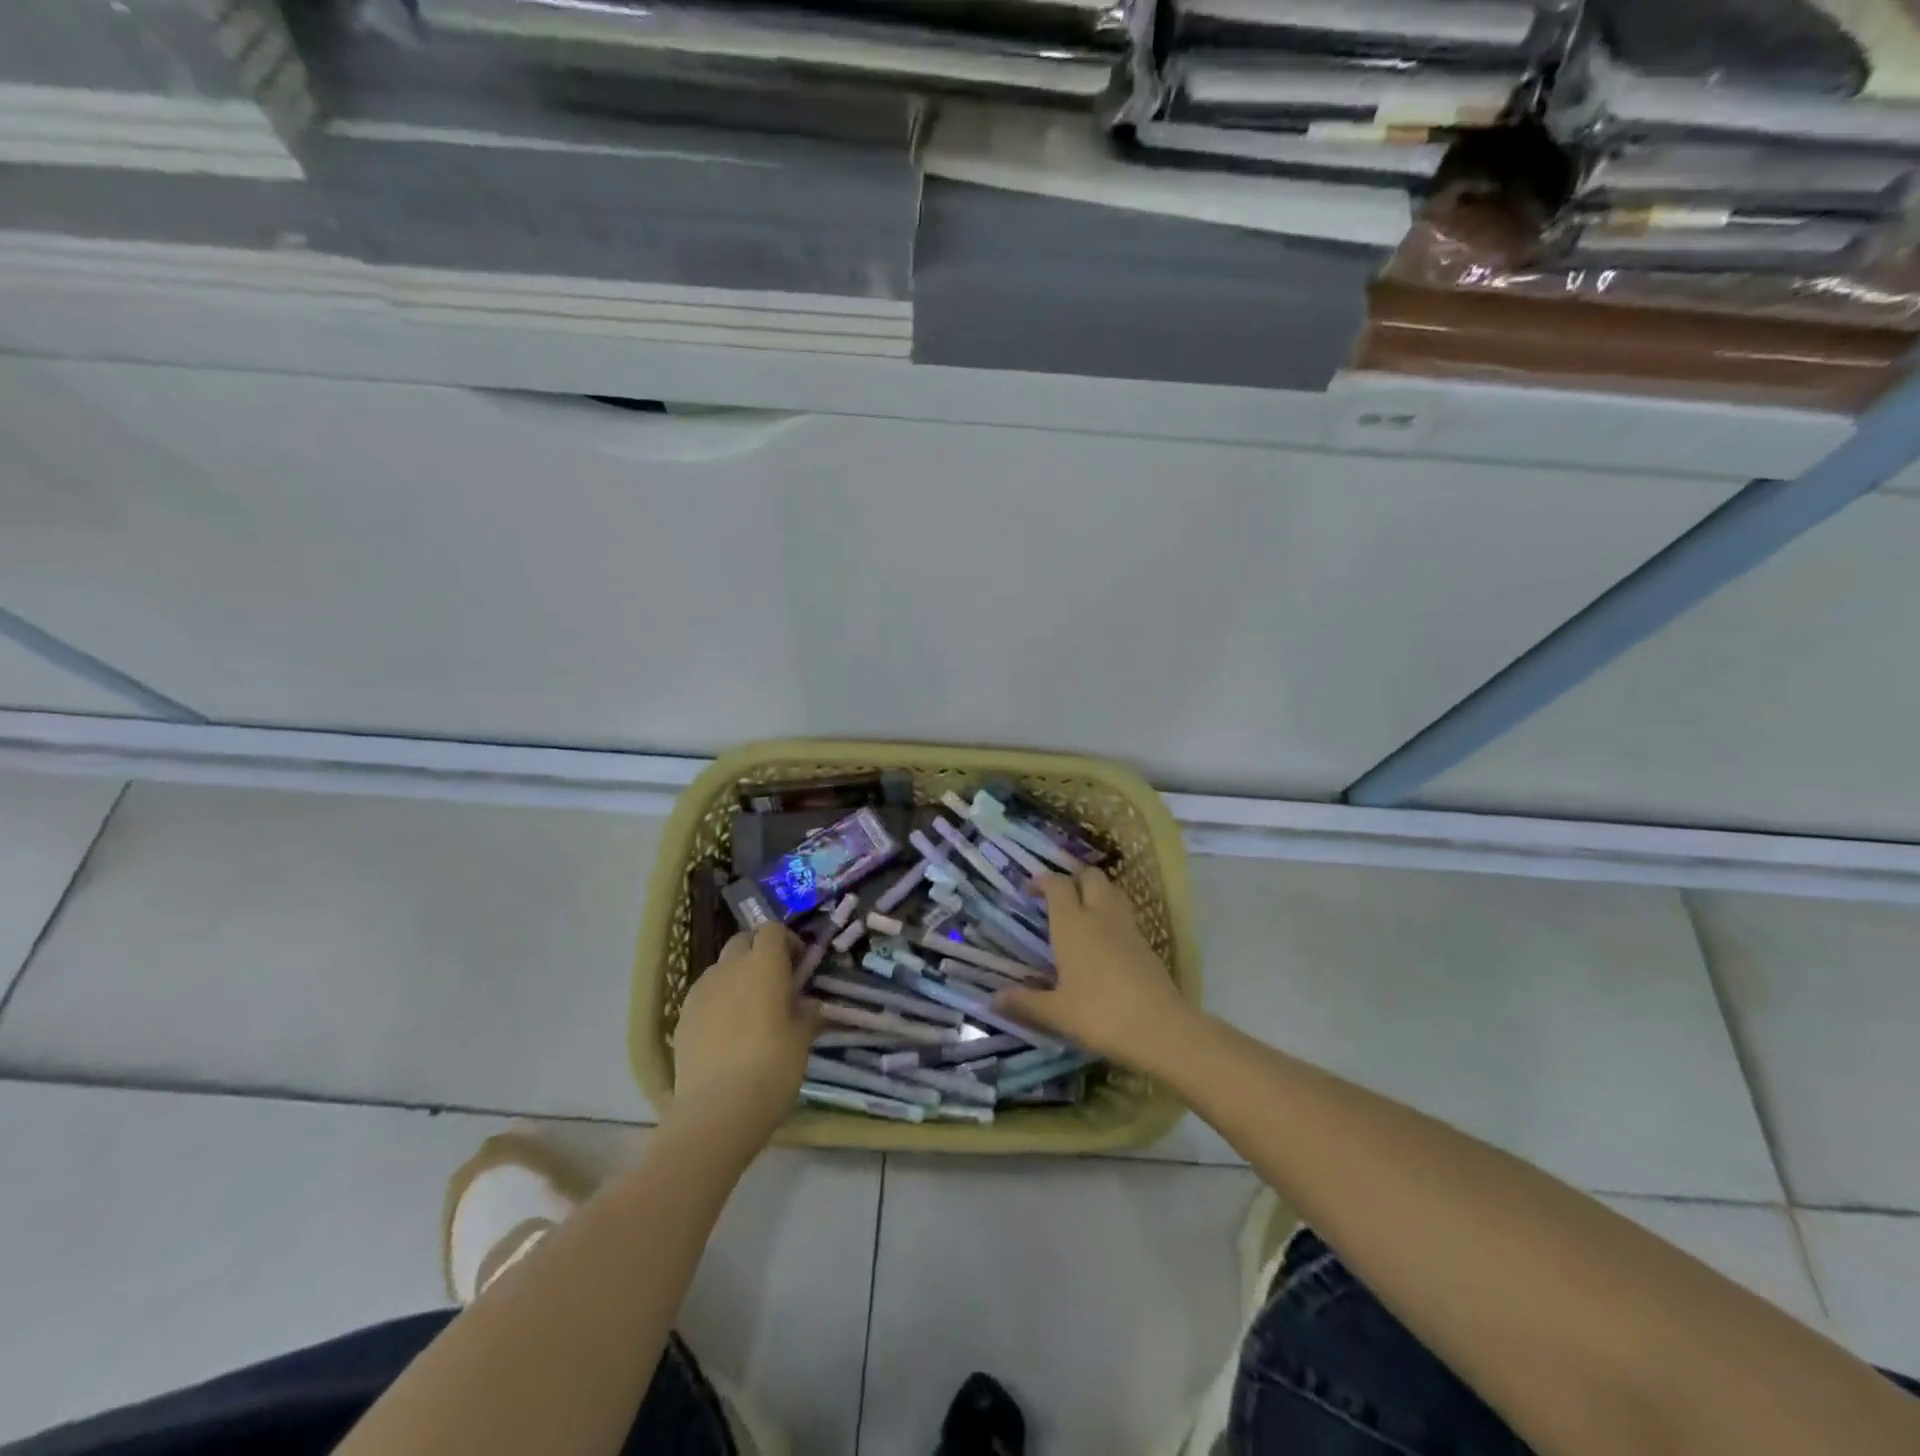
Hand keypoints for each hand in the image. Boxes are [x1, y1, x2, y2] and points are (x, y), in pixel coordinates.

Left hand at [671, 925, 820, 1140]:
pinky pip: (705, 995)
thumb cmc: (772, 1067)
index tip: (799, 964)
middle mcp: (729, 967)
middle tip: (775, 982)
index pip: (773, 930)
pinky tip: (728, 1032)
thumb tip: (807, 1003)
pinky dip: (719, 1001)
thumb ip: (806, 1013)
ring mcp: (701, 991)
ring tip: (750, 1009)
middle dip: (759, 953)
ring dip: (737, 976)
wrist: (717, 1110)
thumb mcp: (802, 1039)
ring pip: (721, 968)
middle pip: (743, 941)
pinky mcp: (682, 1017)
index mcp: (764, 964)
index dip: (787, 941)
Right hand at [995, 869, 1191, 1068]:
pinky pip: (1125, 914)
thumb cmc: (1100, 1015)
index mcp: (1072, 924)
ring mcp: (1127, 927)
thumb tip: (994, 998)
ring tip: (1082, 911)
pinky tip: (1105, 939)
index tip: (1030, 889)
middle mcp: (1100, 916)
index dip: (1042, 881)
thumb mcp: (1056, 1013)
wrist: (1161, 1029)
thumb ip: (1025, 1002)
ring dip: (1096, 891)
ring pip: (1112, 890)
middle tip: (1058, 897)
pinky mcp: (1146, 943)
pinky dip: (1112, 914)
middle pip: (1090, 876)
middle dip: (1073, 878)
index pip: (1057, 885)